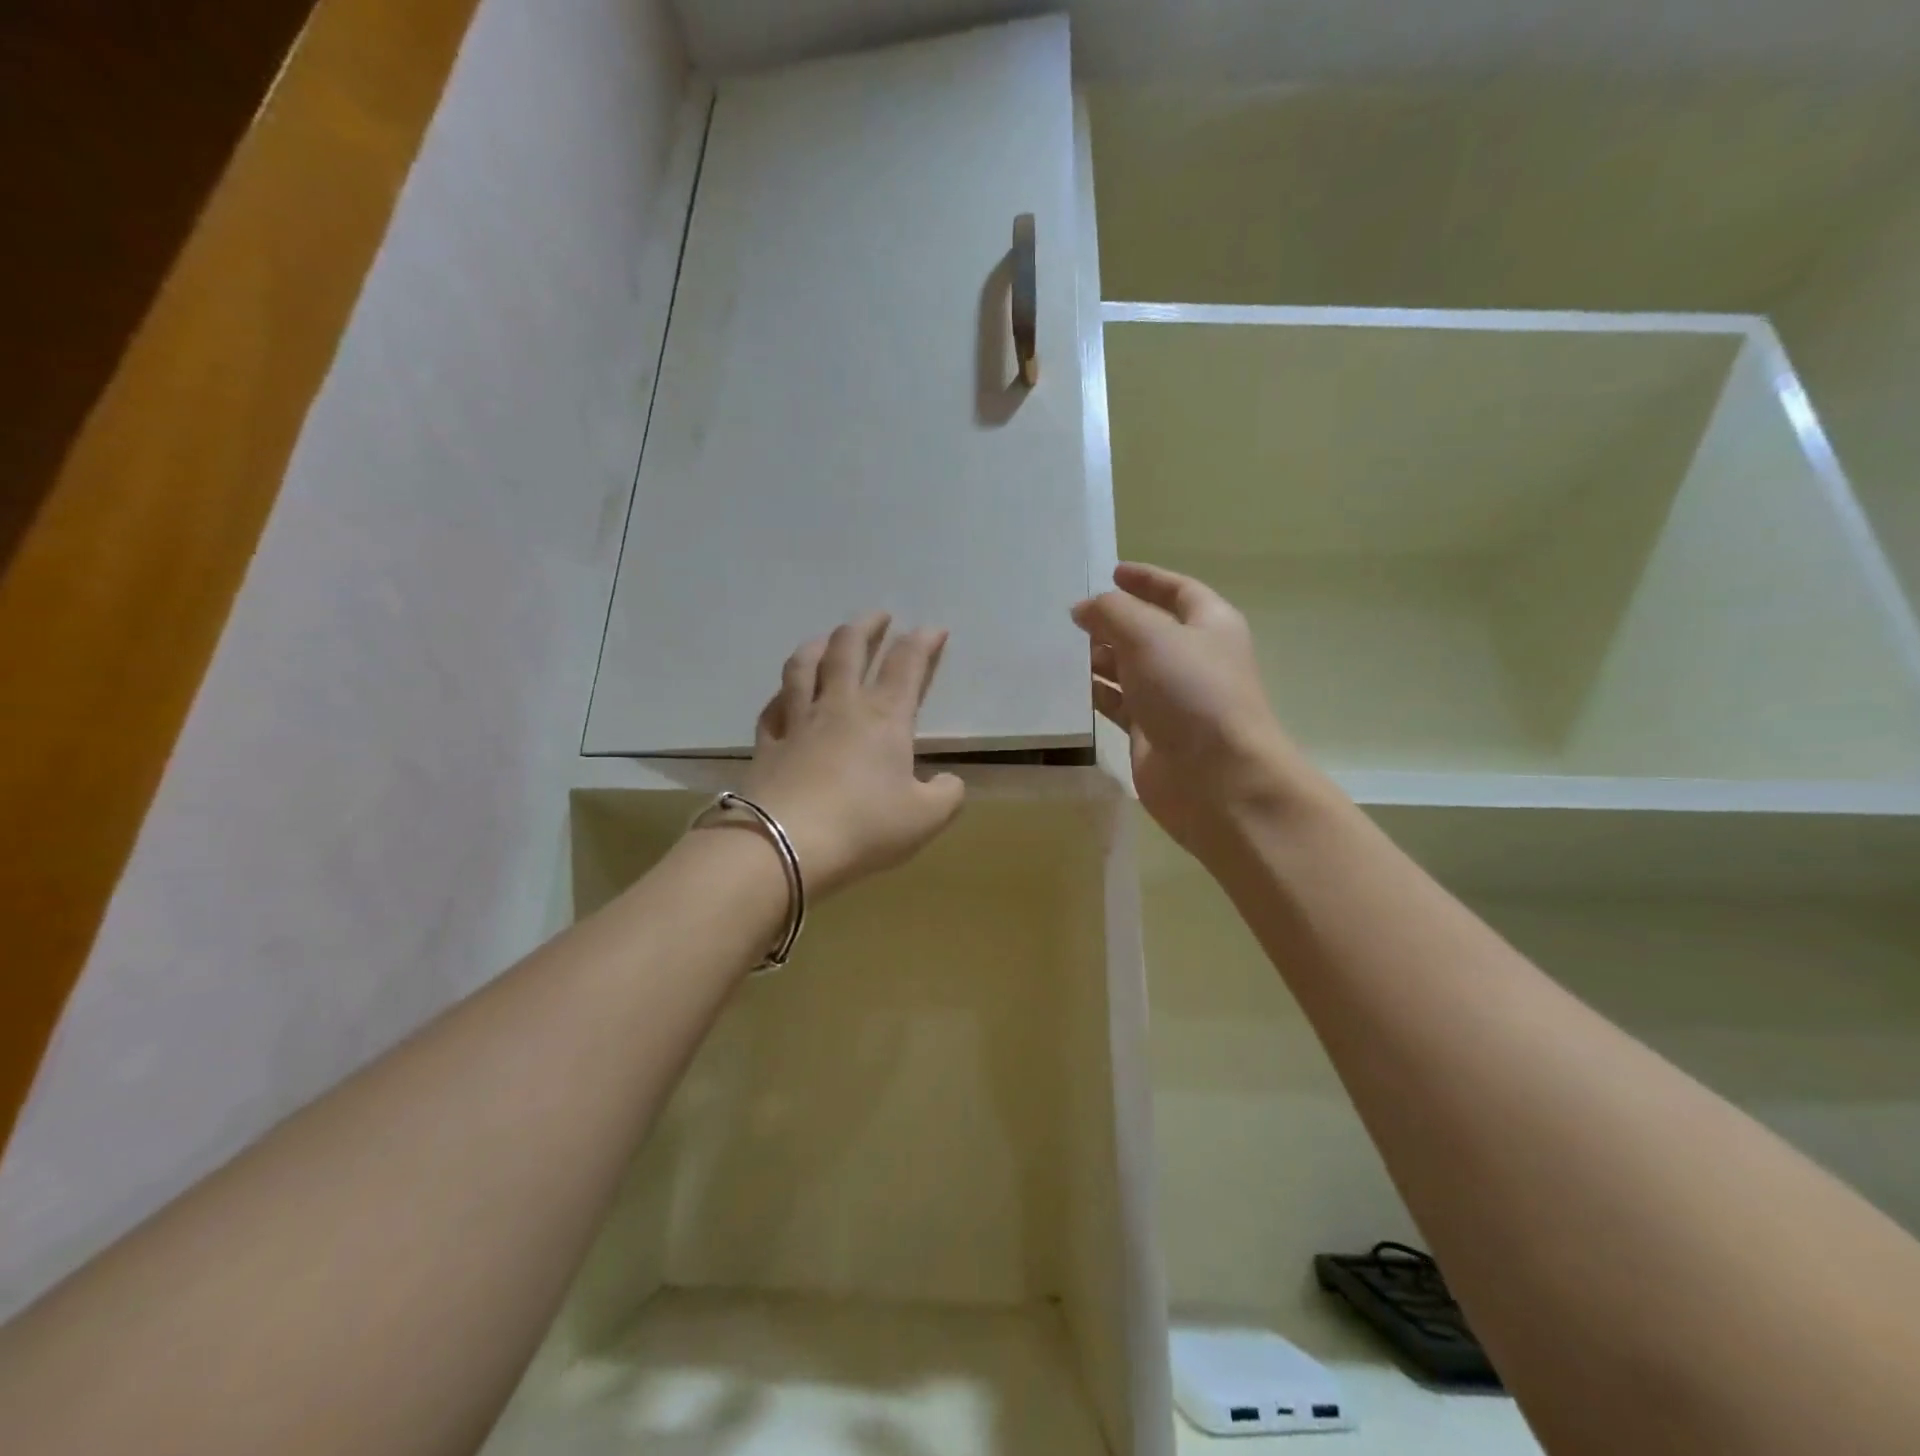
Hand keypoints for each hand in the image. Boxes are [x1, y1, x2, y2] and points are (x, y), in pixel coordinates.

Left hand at [739, 612, 965, 896]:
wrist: (785, 844)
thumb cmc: (864, 826)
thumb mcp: (925, 818)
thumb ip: (946, 795)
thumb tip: (949, 782)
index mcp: (883, 718)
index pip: (906, 665)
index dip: (922, 642)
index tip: (933, 629)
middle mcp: (840, 707)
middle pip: (849, 650)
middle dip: (867, 627)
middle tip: (879, 616)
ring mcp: (798, 722)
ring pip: (804, 667)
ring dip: (818, 645)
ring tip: (826, 639)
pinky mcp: (767, 744)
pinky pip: (772, 708)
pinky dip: (781, 694)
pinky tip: (784, 695)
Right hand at [1073, 562, 1328, 859]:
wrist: (1215, 778)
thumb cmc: (1191, 693)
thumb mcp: (1149, 635)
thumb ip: (1112, 613)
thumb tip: (1084, 609)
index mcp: (1209, 625)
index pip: (1177, 590)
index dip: (1146, 579)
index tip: (1111, 572)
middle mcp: (1193, 659)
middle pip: (1149, 630)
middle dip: (1113, 621)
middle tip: (1072, 617)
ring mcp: (1173, 698)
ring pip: (1130, 669)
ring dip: (1100, 658)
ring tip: (1061, 650)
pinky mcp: (1152, 733)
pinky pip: (1119, 704)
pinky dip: (1097, 694)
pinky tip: (1068, 688)